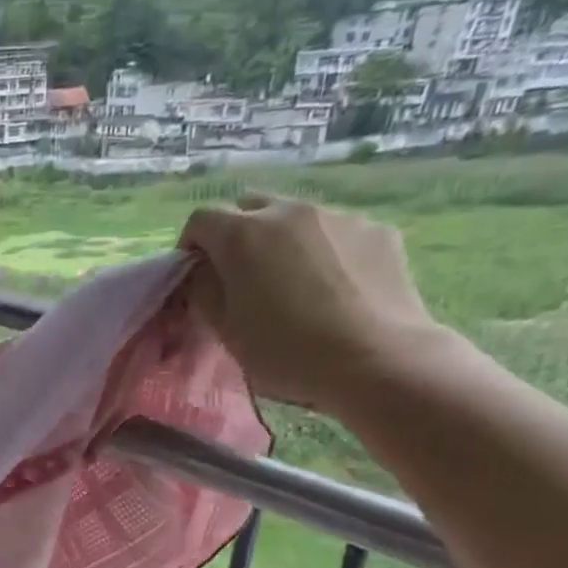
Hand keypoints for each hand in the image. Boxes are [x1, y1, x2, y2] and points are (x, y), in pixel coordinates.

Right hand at [179, 195, 454, 415]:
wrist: (376, 360)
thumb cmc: (286, 352)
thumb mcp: (225, 330)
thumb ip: (204, 291)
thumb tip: (203, 272)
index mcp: (242, 235)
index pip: (201, 219)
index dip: (190, 246)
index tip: (195, 276)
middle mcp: (288, 211)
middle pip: (249, 206)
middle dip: (235, 234)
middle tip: (240, 276)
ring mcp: (338, 216)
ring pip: (295, 217)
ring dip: (281, 240)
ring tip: (291, 283)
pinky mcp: (377, 230)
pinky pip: (336, 231)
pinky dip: (323, 250)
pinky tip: (333, 288)